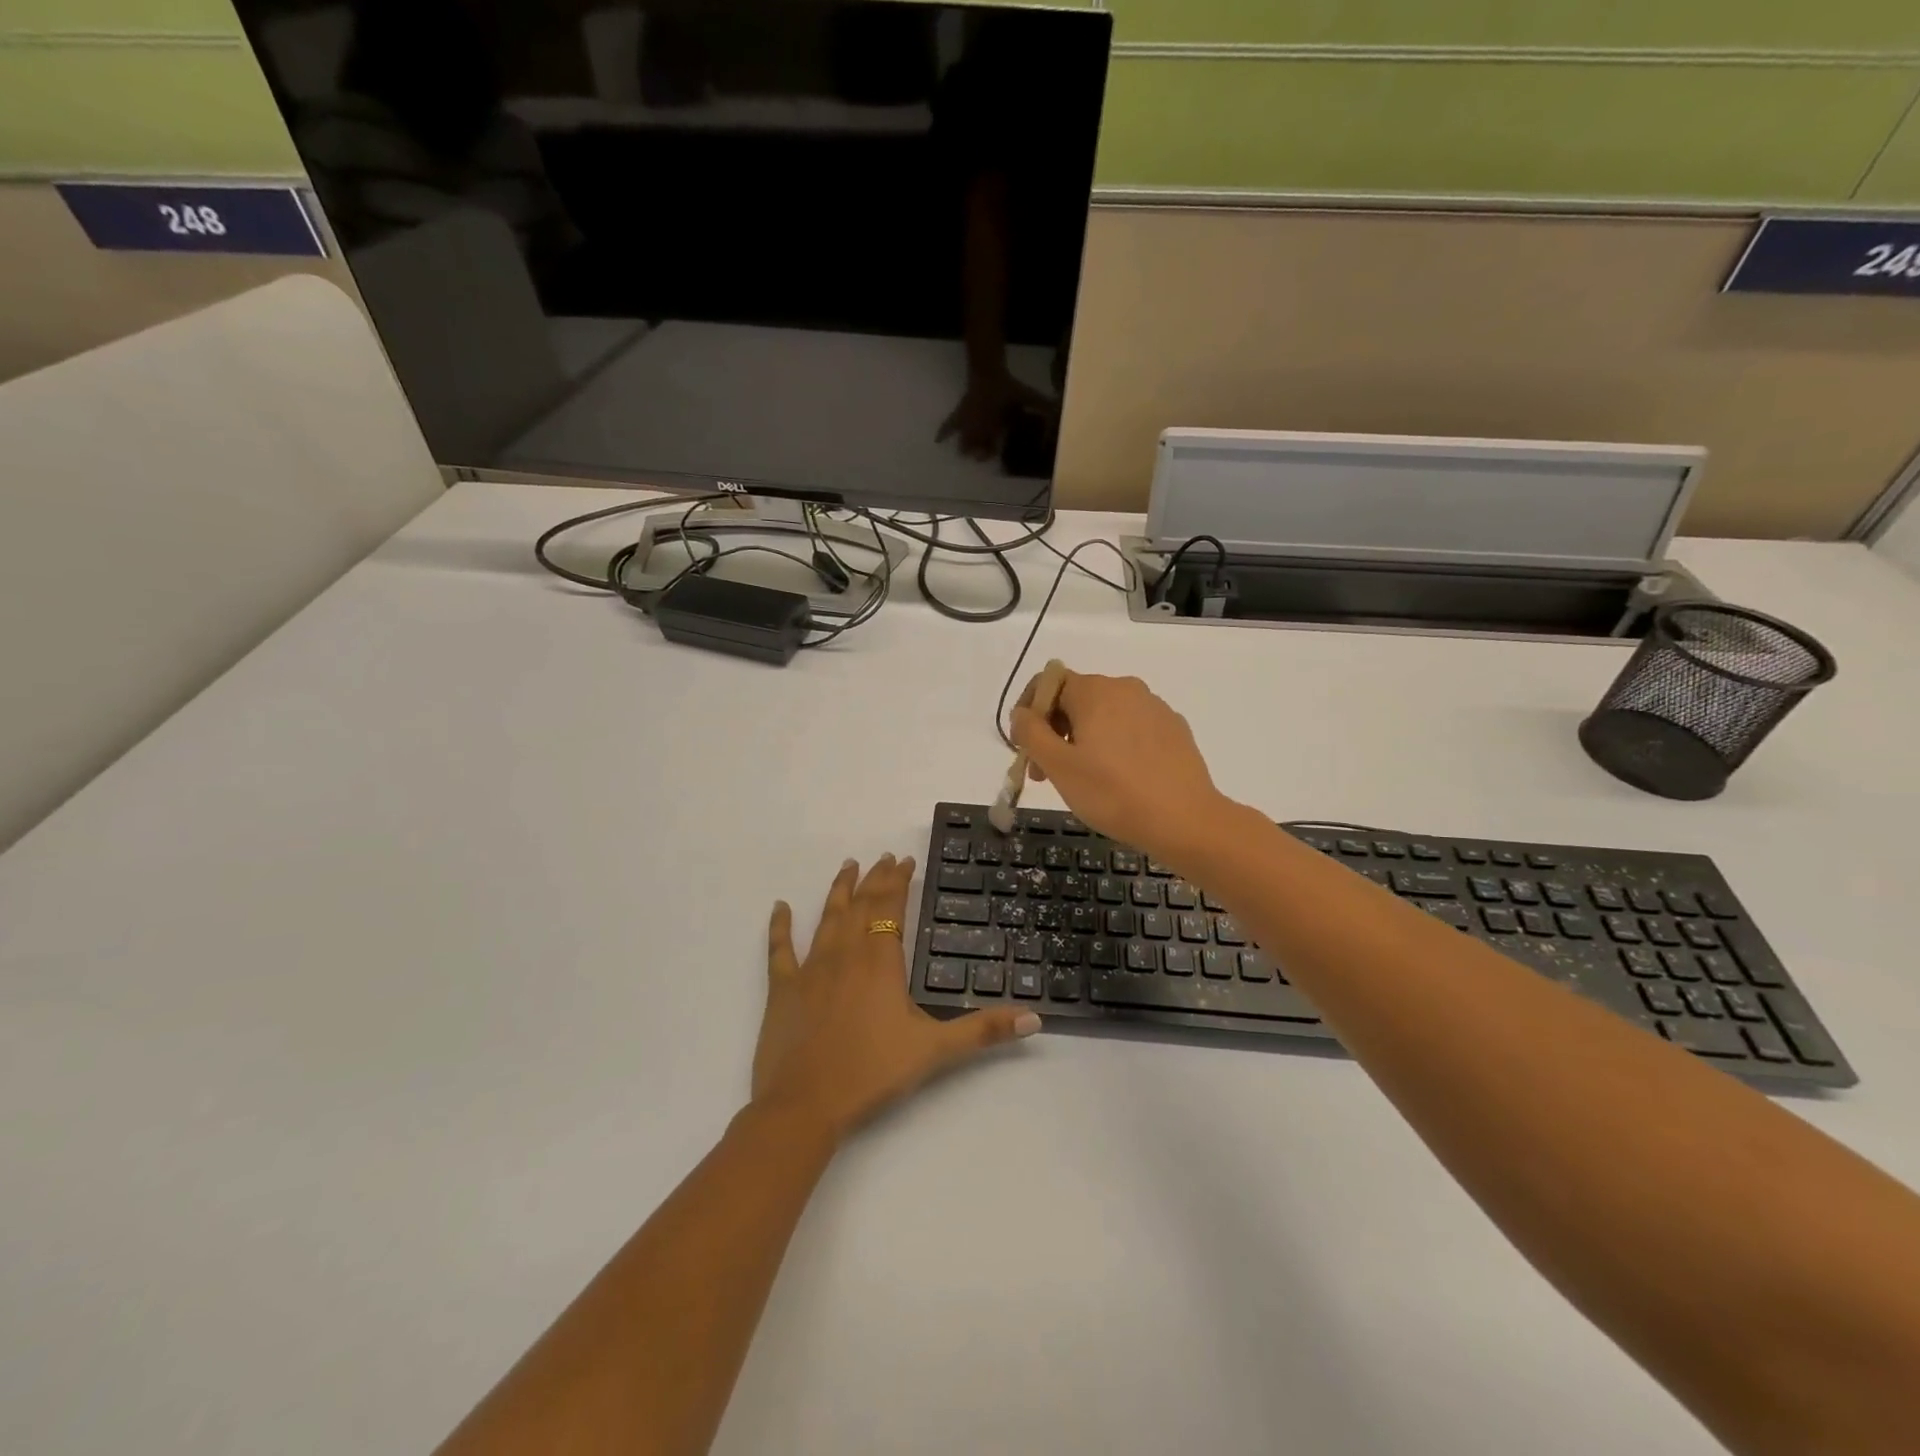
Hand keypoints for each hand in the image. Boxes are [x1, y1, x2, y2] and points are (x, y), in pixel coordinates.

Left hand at [753, 855, 1038, 1139]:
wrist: (805, 1105)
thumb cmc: (872, 1072)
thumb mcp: (935, 1050)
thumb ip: (984, 1030)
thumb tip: (1034, 1019)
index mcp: (880, 961)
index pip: (891, 907)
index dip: (898, 881)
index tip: (905, 860)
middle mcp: (845, 954)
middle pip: (861, 905)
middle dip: (874, 879)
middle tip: (883, 857)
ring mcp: (810, 969)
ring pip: (827, 917)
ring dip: (839, 890)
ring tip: (847, 866)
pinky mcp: (782, 988)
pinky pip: (779, 949)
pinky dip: (780, 926)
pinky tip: (780, 907)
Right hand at [937, 371, 1049, 460]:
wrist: (988, 370)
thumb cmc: (1007, 387)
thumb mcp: (1027, 396)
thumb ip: (1042, 406)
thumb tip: (1060, 411)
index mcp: (993, 428)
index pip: (992, 448)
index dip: (993, 452)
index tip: (996, 452)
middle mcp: (978, 429)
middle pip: (976, 449)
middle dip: (979, 453)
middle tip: (982, 454)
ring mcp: (967, 422)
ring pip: (963, 442)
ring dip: (966, 448)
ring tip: (966, 452)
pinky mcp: (960, 413)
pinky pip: (949, 425)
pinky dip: (943, 433)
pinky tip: (938, 441)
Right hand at [1009, 671, 1236, 866]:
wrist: (1185, 821)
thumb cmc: (1112, 793)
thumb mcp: (1058, 766)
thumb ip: (1030, 732)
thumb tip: (1022, 713)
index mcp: (1095, 691)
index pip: (1048, 683)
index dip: (1029, 712)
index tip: (1025, 749)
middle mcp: (1126, 688)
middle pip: (1076, 699)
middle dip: (1054, 732)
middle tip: (1047, 774)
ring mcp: (1155, 708)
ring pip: (1104, 716)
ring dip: (1083, 741)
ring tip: (1082, 781)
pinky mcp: (1174, 730)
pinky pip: (1131, 730)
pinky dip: (1114, 747)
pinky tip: (1118, 780)